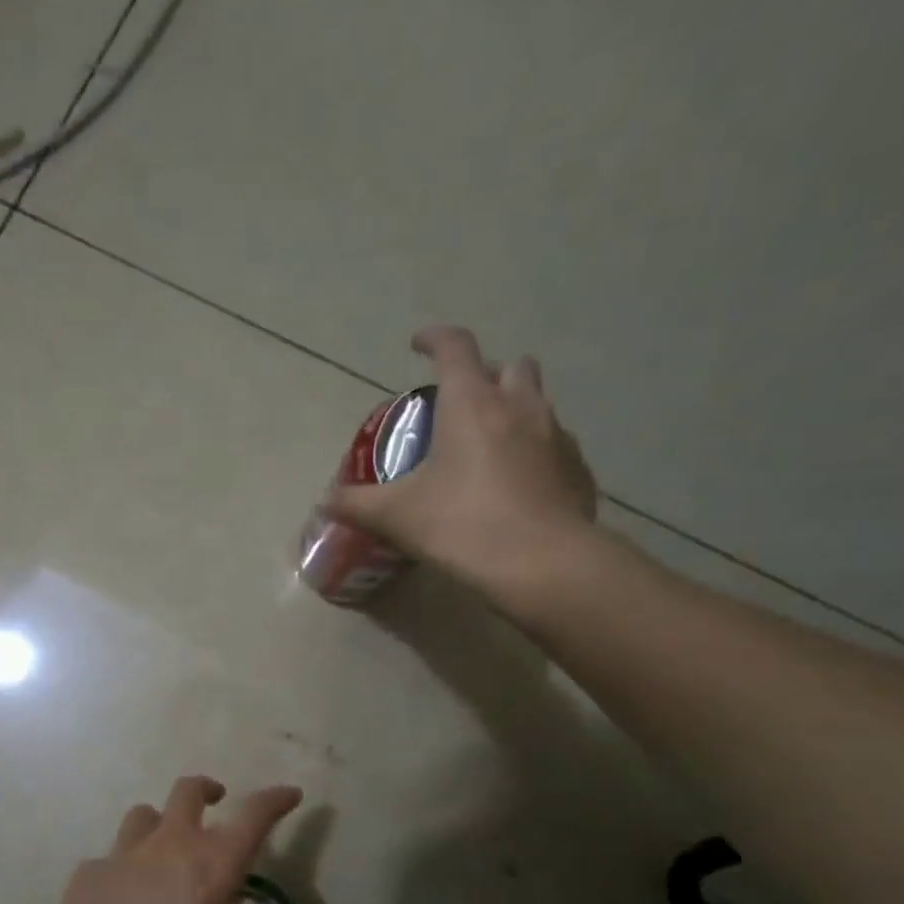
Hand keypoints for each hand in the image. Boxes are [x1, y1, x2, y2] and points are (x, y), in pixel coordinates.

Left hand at [47, 776, 303, 903]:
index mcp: (213, 867)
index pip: (255, 816)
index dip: (275, 800)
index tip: (289, 795)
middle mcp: (170, 846)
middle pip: (188, 791)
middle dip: (206, 790)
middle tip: (216, 801)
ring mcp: (124, 854)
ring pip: (144, 814)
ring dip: (160, 823)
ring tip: (163, 846)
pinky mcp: (88, 873)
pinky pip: (109, 858)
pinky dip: (121, 869)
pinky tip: (120, 897)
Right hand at [326, 325, 600, 601]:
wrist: (543, 564)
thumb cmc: (462, 526)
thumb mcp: (397, 517)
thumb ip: (357, 504)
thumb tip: (325, 501)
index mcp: (472, 404)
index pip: (454, 348)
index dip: (434, 339)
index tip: (418, 344)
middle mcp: (519, 407)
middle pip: (510, 366)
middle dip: (486, 374)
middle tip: (463, 403)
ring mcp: (557, 436)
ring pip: (538, 402)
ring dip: (515, 410)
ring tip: (491, 444)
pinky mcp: (578, 469)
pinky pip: (556, 445)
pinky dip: (536, 451)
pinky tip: (520, 484)